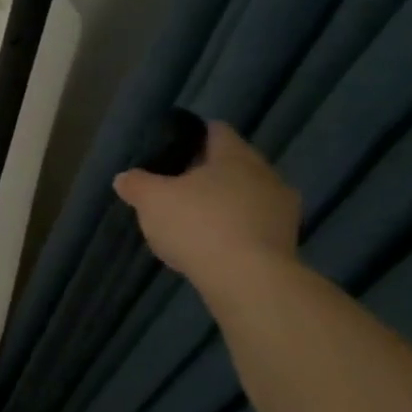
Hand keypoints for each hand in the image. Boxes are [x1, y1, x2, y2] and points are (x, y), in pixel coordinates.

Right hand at [113, 122, 300, 296]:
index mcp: (235, 156)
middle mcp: (265, 174)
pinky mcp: (286, 242)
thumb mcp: (151, 200)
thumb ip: (136, 184)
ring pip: (248, 195)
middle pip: (234, 164)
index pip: (217, 131)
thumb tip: (125, 177)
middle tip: (178, 186)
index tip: (173, 147)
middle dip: (208, 172)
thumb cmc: (198, 224)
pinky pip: (254, 225)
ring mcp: (282, 210)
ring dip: (225, 203)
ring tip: (195, 218)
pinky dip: (235, 230)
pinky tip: (213, 245)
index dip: (194, 135)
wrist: (248, 280)